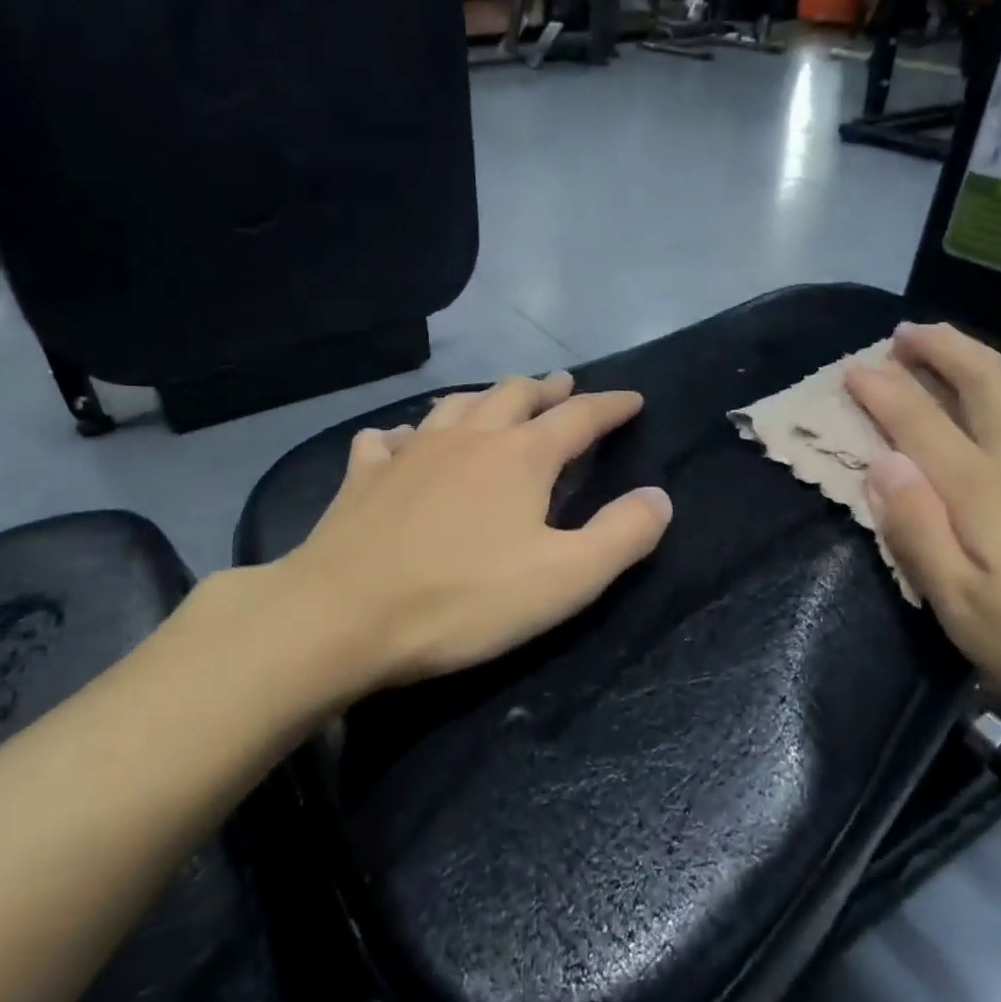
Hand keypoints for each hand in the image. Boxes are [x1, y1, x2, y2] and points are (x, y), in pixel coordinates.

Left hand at [280, 372, 671, 690]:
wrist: (341, 615)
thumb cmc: (462, 600)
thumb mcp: (564, 579)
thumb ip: (621, 536)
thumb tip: (659, 496)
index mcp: (520, 457)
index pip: (579, 417)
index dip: (610, 406)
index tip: (632, 398)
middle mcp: (467, 438)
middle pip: (515, 395)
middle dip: (546, 389)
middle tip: (564, 386)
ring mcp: (410, 452)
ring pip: (455, 406)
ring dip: (485, 398)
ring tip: (497, 400)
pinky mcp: (364, 476)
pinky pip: (388, 439)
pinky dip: (406, 433)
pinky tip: (402, 441)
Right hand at [844, 323, 1000, 750]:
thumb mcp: (968, 613)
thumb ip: (918, 532)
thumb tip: (881, 463)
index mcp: (984, 492)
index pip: (917, 421)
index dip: (880, 389)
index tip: (850, 368)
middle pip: (981, 381)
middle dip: (938, 349)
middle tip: (903, 334)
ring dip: (985, 355)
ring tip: (958, 344)